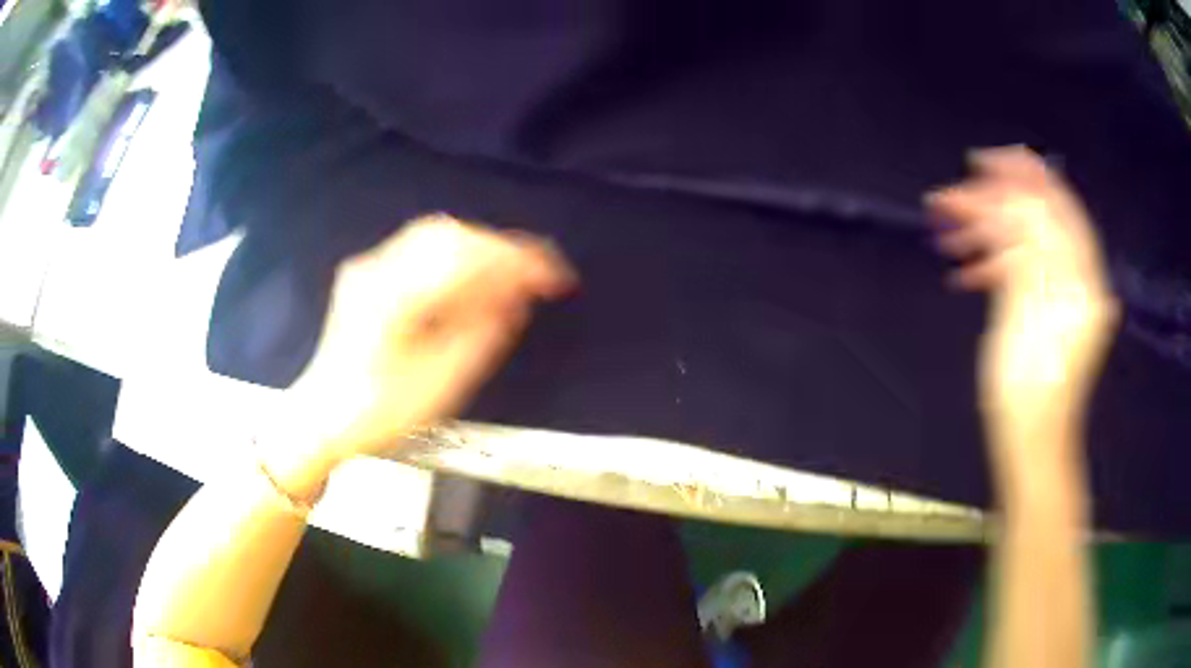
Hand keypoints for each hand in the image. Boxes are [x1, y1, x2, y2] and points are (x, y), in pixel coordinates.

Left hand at [264, 215, 574, 490]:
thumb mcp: (439, 385)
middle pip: (451, 235)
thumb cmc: (378, 412)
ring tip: (511, 276)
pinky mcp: (368, 274)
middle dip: (501, 250)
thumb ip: (481, 334)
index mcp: (394, 297)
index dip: (516, 261)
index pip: (467, 258)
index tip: (554, 276)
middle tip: (537, 277)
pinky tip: (473, 277)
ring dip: (480, 250)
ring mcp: (369, 267)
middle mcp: (378, 269)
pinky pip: (420, 249)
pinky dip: (456, 256)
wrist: (322, 418)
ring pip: (435, 236)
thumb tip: (516, 299)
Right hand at [927, 147, 1118, 461]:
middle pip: (1035, 220)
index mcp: (1081, 272)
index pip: (1054, 202)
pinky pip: (1021, 274)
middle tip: (949, 201)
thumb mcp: (1028, 308)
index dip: (1019, 175)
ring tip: (948, 239)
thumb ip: (1024, 247)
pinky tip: (966, 272)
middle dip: (992, 205)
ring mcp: (1061, 295)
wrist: (1032, 442)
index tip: (979, 162)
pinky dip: (994, 267)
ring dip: (987, 237)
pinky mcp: (1044, 313)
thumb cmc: (1032, 385)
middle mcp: (1076, 276)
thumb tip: (1008, 198)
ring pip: (1023, 246)